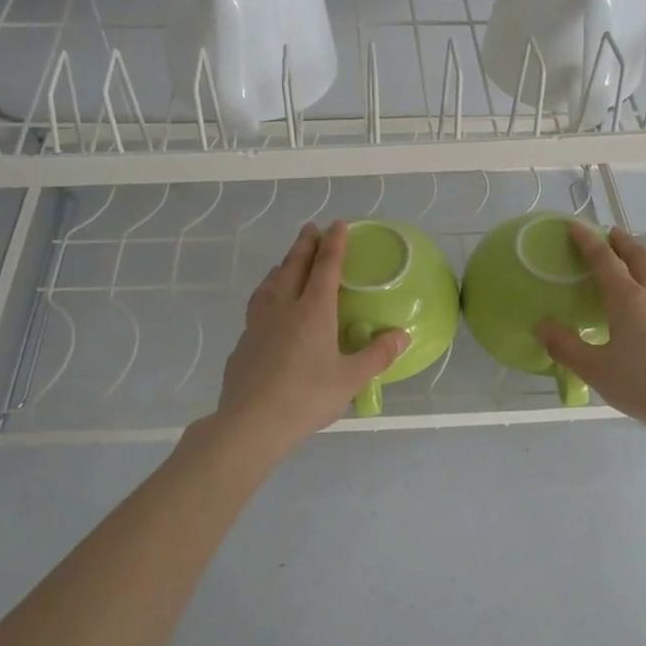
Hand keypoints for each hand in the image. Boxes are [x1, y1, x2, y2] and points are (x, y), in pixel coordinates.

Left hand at [209, 221, 408, 457]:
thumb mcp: (351, 379)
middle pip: (294, 266)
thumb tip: (401, 335)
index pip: (326, 266)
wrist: (251, 422)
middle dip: (305, 244)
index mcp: (313, 310)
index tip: (338, 224)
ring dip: (282, 266)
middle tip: (311, 228)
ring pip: (270, 283)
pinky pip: (257, 305)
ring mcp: (258, 322)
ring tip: (286, 262)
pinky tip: (268, 307)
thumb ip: (377, 355)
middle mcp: (284, 307)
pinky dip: (267, 293)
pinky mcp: (243, 341)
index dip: (334, 243)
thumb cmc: (307, 397)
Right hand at [536, 223, 645, 447]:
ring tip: (627, 272)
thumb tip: (542, 326)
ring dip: (640, 265)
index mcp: (629, 300)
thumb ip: (566, 347)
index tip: (576, 226)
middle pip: (639, 257)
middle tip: (609, 234)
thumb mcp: (597, 371)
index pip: (605, 260)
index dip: (588, 241)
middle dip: (622, 242)